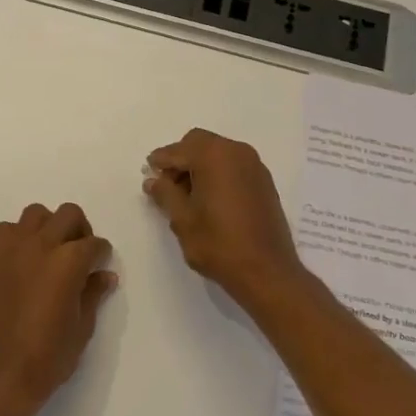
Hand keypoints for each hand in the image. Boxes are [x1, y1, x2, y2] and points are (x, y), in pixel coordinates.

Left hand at [0, 203, 116, 415]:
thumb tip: (105, 275)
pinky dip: (20, 236)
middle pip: (68, 215)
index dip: (101, 254)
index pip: (94, 244)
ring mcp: (11, 249)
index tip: (101, 265)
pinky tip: (24, 262)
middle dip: (80, 230)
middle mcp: (41, 246)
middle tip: (80, 255)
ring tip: (51, 253)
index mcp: (68, 263)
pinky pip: (7, 230)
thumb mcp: (81, 329)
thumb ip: (93, 294)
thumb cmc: (46, 359)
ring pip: (36, 214)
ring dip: (49, 226)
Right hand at [143, 129, 307, 304]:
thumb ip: (165, 193)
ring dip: (199, 165)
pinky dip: (217, 172)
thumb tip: (153, 180)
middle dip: (181, 159)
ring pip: (218, 152)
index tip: (148, 174)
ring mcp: (254, 165)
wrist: (267, 271)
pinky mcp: (264, 181)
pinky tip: (210, 199)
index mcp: (213, 156)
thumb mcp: (182, 219)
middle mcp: (236, 152)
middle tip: (168, 186)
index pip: (178, 150)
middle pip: (199, 143)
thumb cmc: (219, 244)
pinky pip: (233, 165)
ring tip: (187, 196)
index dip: (160, 162)